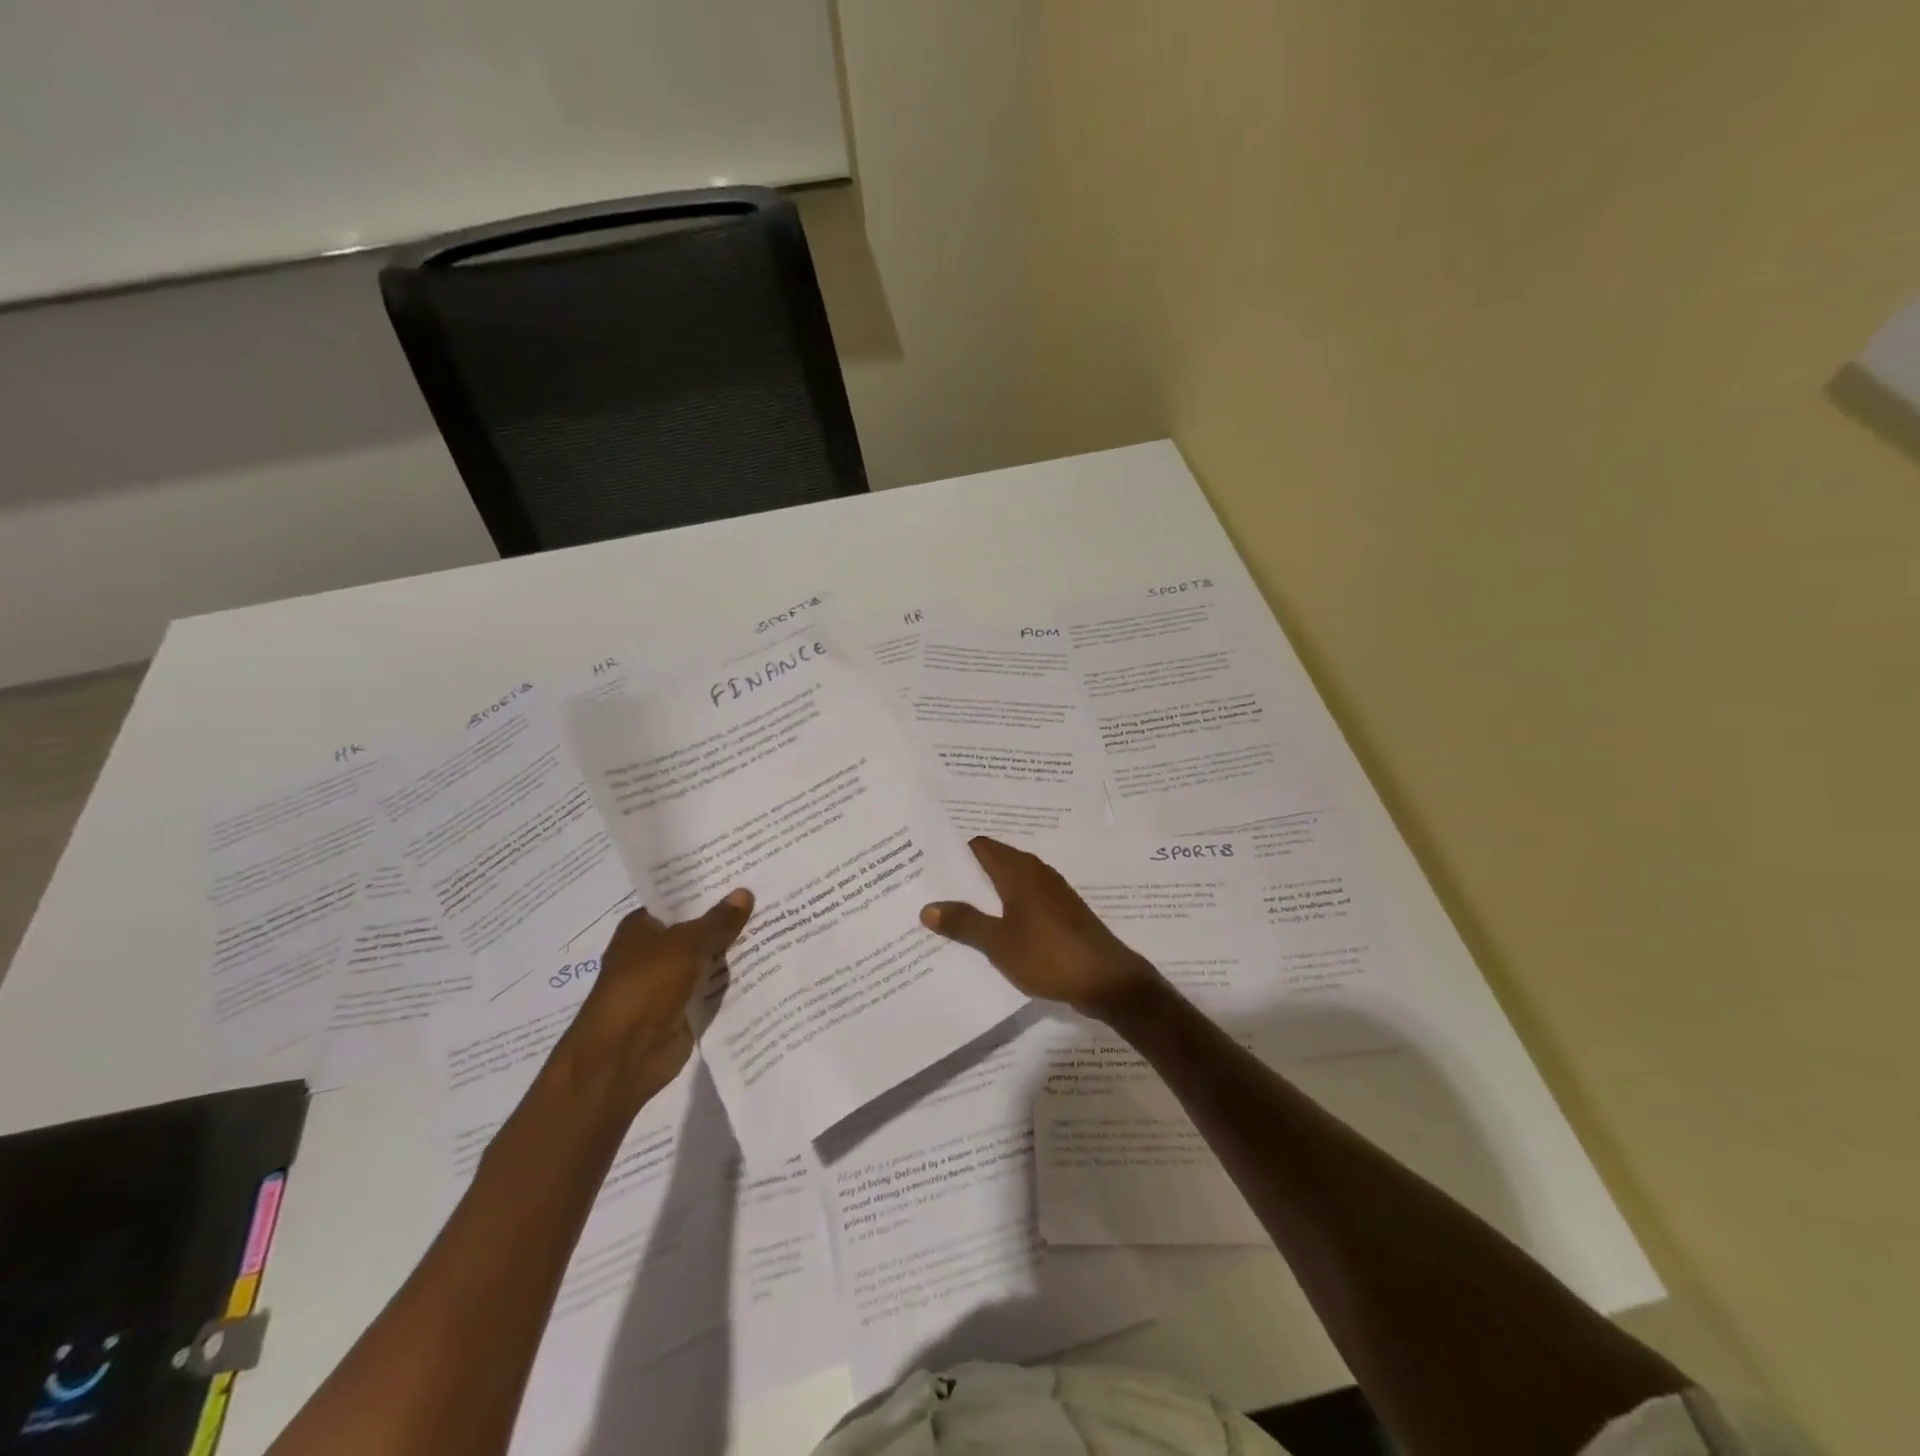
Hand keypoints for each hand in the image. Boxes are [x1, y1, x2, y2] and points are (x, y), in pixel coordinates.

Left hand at [564, 888, 752, 1103]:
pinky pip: (715, 988)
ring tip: (779, 925)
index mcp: (643, 927)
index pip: (680, 899)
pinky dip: (736, 981)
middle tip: (772, 896)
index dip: (710, 888)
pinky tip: (768, 965)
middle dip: (730, 918)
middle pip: (698, 929)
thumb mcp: (686, 945)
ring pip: (710, 959)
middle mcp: (655, 951)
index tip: (746, 874)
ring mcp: (670, 982)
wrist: (624, 1056)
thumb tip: (744, 892)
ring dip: (736, 951)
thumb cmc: (645, 987)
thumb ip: (718, 921)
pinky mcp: (685, 1009)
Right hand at [921, 837, 1161, 1021]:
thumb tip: (928, 906)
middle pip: (993, 863)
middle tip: (932, 894)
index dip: (953, 854)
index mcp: (1018, 871)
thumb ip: (964, 922)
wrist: (1107, 981)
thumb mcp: (998, 942)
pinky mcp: (1061, 914)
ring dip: (984, 896)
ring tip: (953, 915)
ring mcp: (1051, 893)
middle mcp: (1036, 873)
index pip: (979, 846)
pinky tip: (989, 933)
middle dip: (964, 877)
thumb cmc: (1049, 954)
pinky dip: (1004, 911)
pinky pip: (1023, 902)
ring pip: (1008, 884)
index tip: (927, 868)